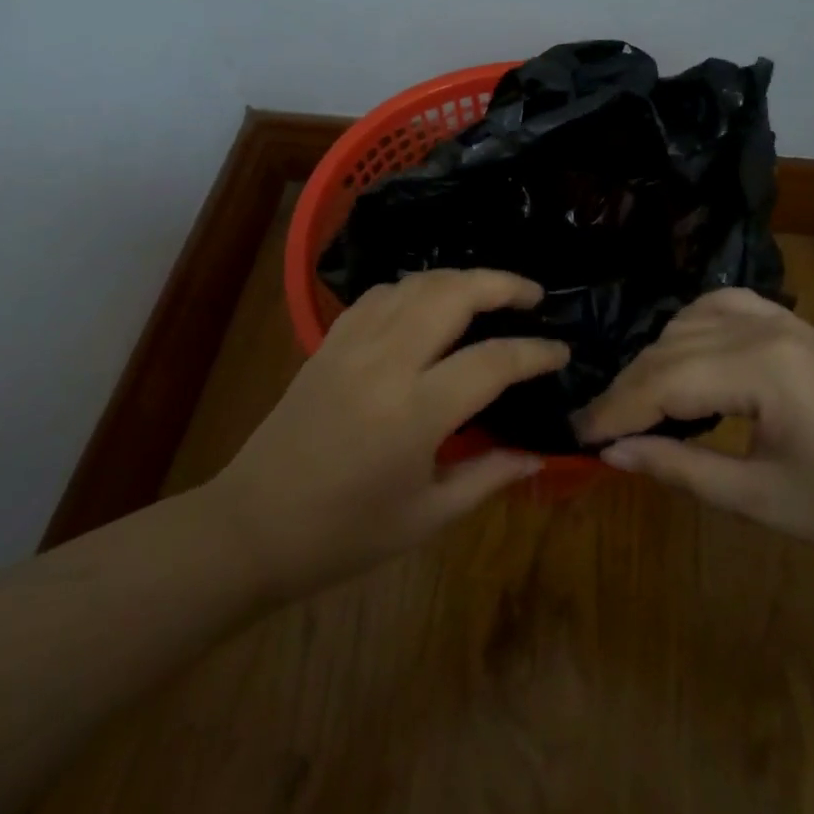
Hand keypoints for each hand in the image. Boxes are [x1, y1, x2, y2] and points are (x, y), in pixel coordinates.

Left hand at [203, 269, 567, 598]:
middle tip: (532, 295)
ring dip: (458, 279)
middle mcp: (386, 361)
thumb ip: (487, 477)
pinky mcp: (328, 342)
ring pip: (414, 283)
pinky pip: (379, 295)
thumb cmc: (343, 535)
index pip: (492, 361)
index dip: (535, 352)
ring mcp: (351, 344)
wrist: (252, 526)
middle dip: (501, 283)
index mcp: (415, 411)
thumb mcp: (426, 517)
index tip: (561, 350)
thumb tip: (537, 453)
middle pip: (452, 293)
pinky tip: (426, 306)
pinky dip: (413, 289)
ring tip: (487, 294)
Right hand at [573, 288, 813, 575]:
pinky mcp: (794, 326)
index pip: (662, 381)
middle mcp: (763, 327)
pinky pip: (722, 308)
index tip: (576, 434)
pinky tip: (682, 354)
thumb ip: (680, 468)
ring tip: (635, 401)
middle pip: (669, 349)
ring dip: (654, 358)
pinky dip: (689, 329)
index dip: (614, 410)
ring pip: (689, 322)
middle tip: (595, 427)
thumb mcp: (762, 499)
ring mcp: (781, 320)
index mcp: (759, 368)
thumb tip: (612, 453)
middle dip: (627, 388)